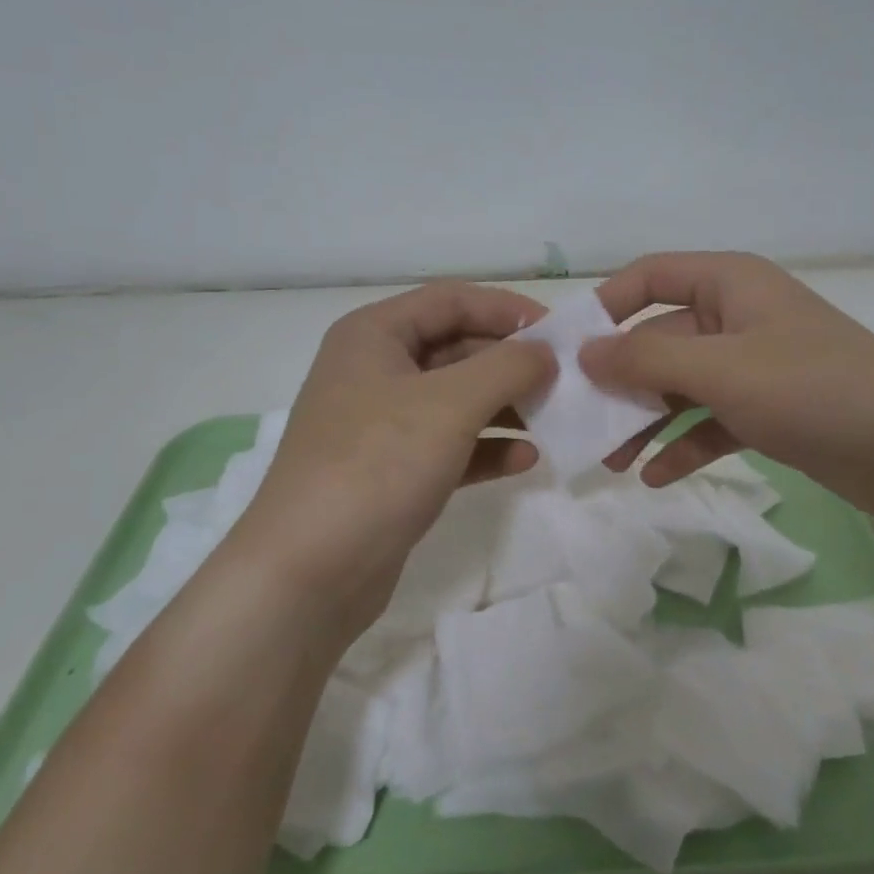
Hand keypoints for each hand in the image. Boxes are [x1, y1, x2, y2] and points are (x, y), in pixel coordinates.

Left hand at [233, 282, 554, 642]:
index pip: (451, 300)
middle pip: (458, 348)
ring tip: (555, 419)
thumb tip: (546, 352)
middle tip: (565, 380)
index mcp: (375, 335)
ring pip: (458, 400)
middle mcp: (376, 371)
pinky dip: (487, 448)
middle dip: (512, 364)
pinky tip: (526, 460)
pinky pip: (452, 445)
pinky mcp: (394, 471)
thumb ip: (507, 367)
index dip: (507, 309)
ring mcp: (384, 424)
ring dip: (506, 407)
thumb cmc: (377, 465)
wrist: (308, 573)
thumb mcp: (450, 404)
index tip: (559, 332)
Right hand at [581, 253, 873, 517]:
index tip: (570, 348)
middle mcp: (738, 316)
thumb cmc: (812, 390)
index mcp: (730, 284)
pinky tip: (658, 476)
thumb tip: (585, 353)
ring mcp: (754, 365)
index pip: (651, 276)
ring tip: (614, 462)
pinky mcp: (768, 408)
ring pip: (683, 385)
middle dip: (622, 382)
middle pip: (661, 339)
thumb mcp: (721, 370)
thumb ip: (646, 359)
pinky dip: (685, 444)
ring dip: (647, 421)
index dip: (607, 306)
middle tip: (583, 422)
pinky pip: (711, 419)